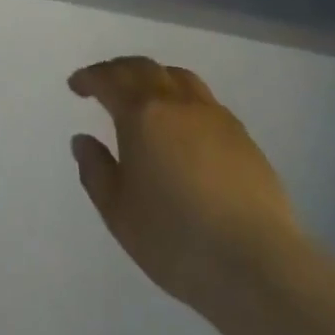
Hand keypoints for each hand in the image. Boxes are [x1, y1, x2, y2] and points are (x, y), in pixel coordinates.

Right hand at [69, 55, 303, 320]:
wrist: (258, 265)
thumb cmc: (176, 239)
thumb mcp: (118, 212)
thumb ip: (96, 171)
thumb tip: (83, 139)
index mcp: (141, 113)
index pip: (108, 80)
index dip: (89, 78)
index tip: (76, 86)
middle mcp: (177, 102)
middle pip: (144, 68)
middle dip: (119, 71)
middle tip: (105, 83)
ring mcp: (215, 116)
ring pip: (178, 77)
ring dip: (155, 78)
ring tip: (146, 96)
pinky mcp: (244, 137)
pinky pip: (205, 101)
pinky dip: (184, 99)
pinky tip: (185, 126)